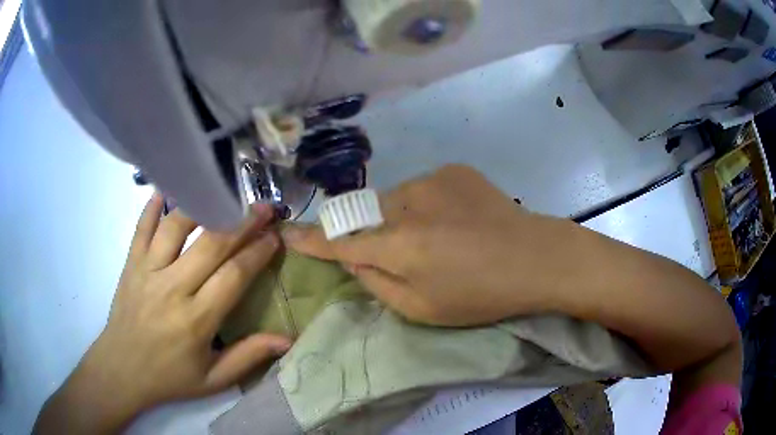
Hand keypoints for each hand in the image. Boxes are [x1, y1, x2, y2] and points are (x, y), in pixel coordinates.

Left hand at [35, 195, 290, 433]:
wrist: (121, 370)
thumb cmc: (169, 378)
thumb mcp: (213, 380)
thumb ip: (248, 357)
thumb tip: (287, 339)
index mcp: (196, 320)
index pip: (233, 275)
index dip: (257, 253)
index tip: (275, 237)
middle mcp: (172, 288)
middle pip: (210, 244)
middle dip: (241, 223)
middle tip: (263, 208)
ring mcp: (147, 271)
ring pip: (176, 227)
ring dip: (203, 206)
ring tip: (223, 194)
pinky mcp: (131, 264)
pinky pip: (142, 228)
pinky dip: (152, 206)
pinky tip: (166, 188)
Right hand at [283, 165, 566, 326]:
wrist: (535, 258)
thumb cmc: (480, 295)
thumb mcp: (423, 309)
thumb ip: (378, 284)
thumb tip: (352, 260)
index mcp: (399, 246)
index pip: (340, 242)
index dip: (312, 240)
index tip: (289, 233)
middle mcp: (408, 204)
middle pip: (367, 216)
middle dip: (373, 233)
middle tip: (407, 252)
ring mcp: (433, 180)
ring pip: (395, 200)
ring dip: (402, 218)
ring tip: (439, 237)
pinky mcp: (454, 170)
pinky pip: (423, 188)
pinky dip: (428, 205)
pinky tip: (456, 219)